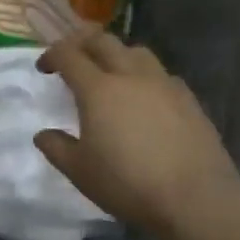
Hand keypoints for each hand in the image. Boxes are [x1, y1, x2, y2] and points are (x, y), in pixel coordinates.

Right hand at [34, 31, 239, 239]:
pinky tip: (146, 97)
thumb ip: (57, 148)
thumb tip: (43, 135)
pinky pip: (161, 74)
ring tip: (111, 73)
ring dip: (116, 54)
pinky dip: (145, 76)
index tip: (44, 68)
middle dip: (82, 43)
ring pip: (135, 51)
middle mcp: (130, 75)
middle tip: (73, 58)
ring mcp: (163, 83)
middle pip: (102, 41)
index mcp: (98, 89)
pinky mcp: (188, 97)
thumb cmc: (129, 184)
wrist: (196, 198)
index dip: (52, 55)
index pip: (68, 55)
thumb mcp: (81, 173)